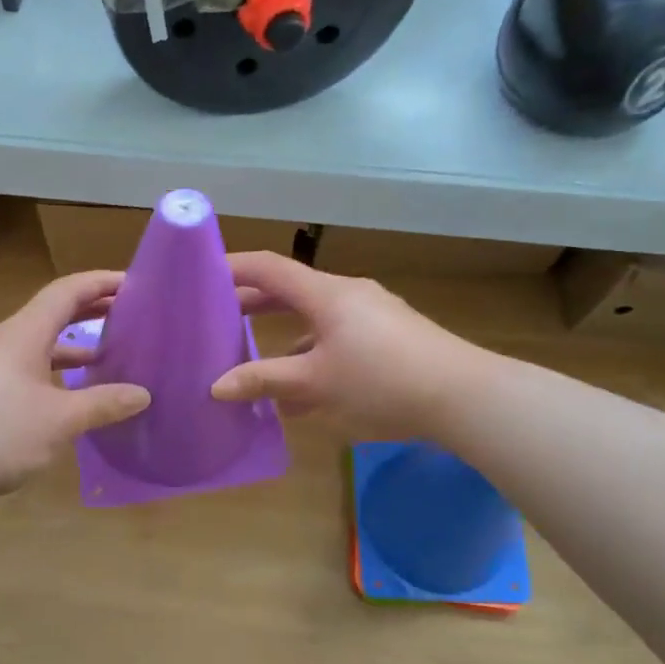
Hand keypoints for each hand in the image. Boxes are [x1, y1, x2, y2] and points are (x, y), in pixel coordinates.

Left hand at [0, 270, 150, 496]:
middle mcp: (5, 340)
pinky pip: (26, 367)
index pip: (67, 292)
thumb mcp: (60, 420)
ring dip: (72, 346)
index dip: (100, 283)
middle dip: (91, 311)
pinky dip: (53, 371)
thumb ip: (103, 404)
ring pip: (38, 344)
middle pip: (53, 313)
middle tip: (127, 316)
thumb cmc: (0, 429)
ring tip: (107, 357)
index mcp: (25, 333)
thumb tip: (142, 394)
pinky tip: (69, 394)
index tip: (133, 284)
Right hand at [212, 251, 475, 439]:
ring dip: (283, 337)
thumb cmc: (381, 381)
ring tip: (253, 362)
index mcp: (326, 294)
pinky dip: (314, 356)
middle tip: (219, 319)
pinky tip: (302, 395)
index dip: (233, 267)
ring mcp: (372, 314)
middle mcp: (348, 294)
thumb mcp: (316, 383)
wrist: (463, 396)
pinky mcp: (390, 336)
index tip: (201, 276)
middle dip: (253, 305)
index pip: (269, 267)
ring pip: (315, 319)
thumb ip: (264, 381)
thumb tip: (216, 386)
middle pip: (290, 290)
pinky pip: (338, 338)